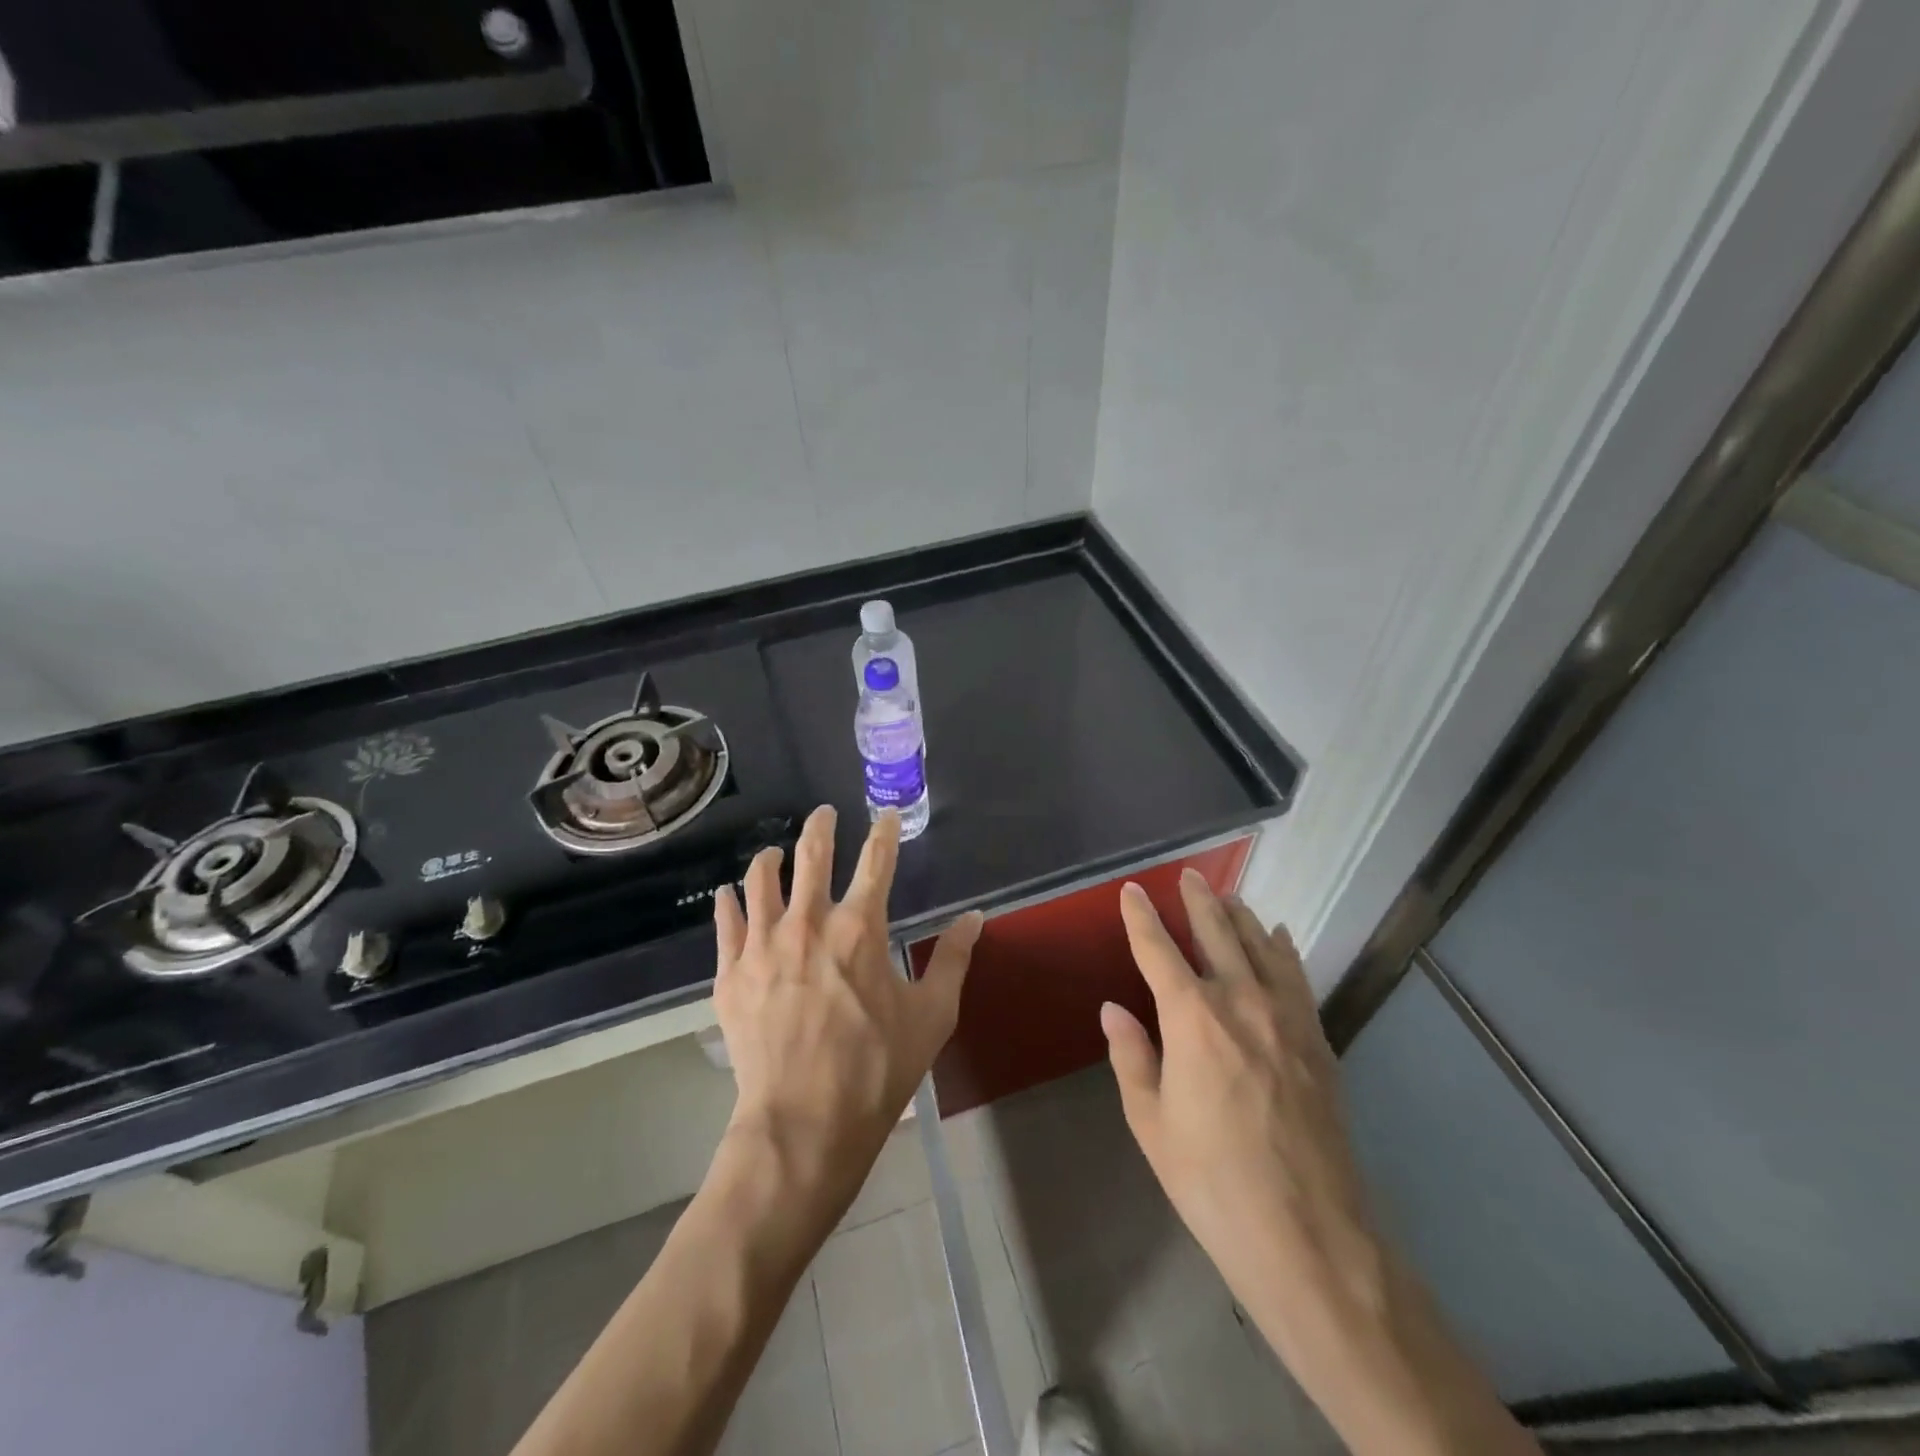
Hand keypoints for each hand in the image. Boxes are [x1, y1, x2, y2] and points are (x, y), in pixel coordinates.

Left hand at [712, 805, 982, 1214]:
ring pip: (761, 880)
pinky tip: (730, 896)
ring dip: (771, 859)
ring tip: (775, 853)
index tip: (885, 815)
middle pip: (812, 855)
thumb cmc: (876, 1069)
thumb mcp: (931, 1016)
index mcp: (860, 928)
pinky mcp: (731, 974)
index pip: (876, 861)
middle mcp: (809, 922)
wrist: (803, 1123)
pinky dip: (730, 903)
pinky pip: (726, 923)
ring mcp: (764, 945)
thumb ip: (952, 959)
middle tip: (824, 813)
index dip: (883, 832)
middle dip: (821, 826)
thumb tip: (975, 917)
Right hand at [1102, 872, 1382, 1343]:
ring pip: (1262, 947)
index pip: (1158, 950)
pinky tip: (1279, 938)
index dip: (1142, 917)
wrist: (1309, 1236)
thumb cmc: (1213, 1181)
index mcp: (1192, 1018)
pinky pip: (1297, 977)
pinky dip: (1283, 950)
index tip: (1132, 890)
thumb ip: (1131, 1057)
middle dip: (1199, 901)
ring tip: (1229, 897)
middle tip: (1188, 874)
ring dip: (1241, 917)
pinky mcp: (1318, 1041)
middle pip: (1218, 934)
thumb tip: (1114, 1009)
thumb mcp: (1152, 1123)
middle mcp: (1241, 1002)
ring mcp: (1287, 1018)